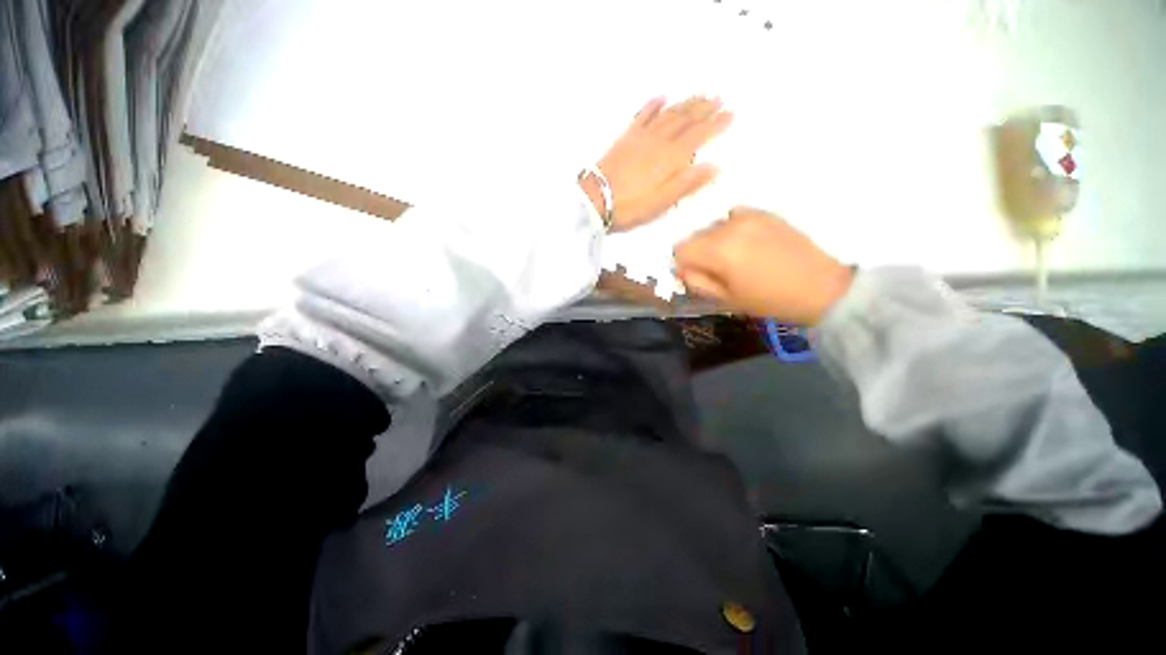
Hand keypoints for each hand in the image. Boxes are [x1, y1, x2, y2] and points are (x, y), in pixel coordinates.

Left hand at [583, 97, 732, 231]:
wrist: (596, 199)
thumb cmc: (629, 206)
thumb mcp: (662, 203)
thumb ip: (687, 184)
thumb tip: (714, 168)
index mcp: (670, 158)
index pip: (699, 136)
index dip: (716, 124)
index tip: (730, 114)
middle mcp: (659, 142)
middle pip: (686, 119)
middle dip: (704, 108)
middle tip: (719, 98)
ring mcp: (641, 138)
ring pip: (669, 114)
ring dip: (685, 103)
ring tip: (699, 94)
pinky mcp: (625, 139)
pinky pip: (643, 115)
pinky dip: (653, 105)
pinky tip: (660, 97)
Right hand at [673, 208, 853, 324]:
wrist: (820, 287)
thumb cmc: (769, 300)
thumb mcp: (725, 299)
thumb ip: (696, 282)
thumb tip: (682, 269)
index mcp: (719, 250)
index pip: (680, 249)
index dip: (683, 264)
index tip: (697, 276)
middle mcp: (729, 226)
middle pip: (695, 235)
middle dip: (698, 252)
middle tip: (716, 270)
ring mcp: (749, 216)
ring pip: (713, 226)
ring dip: (714, 241)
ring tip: (734, 257)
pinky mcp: (764, 213)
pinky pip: (733, 216)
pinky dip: (731, 228)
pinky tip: (747, 243)